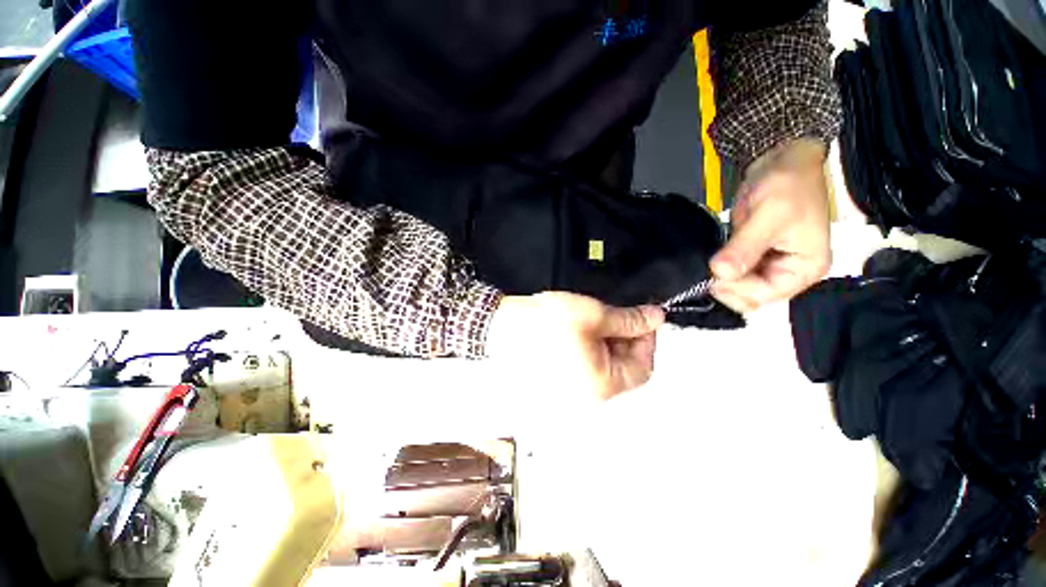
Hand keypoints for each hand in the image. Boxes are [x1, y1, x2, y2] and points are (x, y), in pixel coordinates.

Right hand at [486, 292, 663, 400]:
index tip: (643, 317)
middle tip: (617, 316)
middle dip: (626, 340)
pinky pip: (588, 368)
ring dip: (608, 344)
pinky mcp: (561, 383)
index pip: (643, 367)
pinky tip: (583, 333)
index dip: (647, 340)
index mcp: (602, 386)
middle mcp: (590, 397)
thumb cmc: (550, 321)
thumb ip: (630, 319)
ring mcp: (574, 392)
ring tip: (596, 322)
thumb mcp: (594, 315)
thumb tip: (657, 317)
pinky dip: (592, 350)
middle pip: (624, 369)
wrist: (505, 324)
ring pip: (605, 368)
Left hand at [711, 138, 831, 313]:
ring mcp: (769, 266)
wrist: (781, 161)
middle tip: (708, 269)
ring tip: (707, 263)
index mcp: (804, 269)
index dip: (736, 290)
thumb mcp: (770, 216)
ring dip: (722, 280)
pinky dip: (721, 271)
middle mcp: (788, 273)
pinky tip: (709, 261)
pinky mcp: (752, 256)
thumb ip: (745, 247)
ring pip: (739, 287)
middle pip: (751, 297)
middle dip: (728, 287)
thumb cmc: (788, 185)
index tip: (713, 275)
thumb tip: (720, 273)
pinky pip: (733, 273)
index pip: (765, 296)